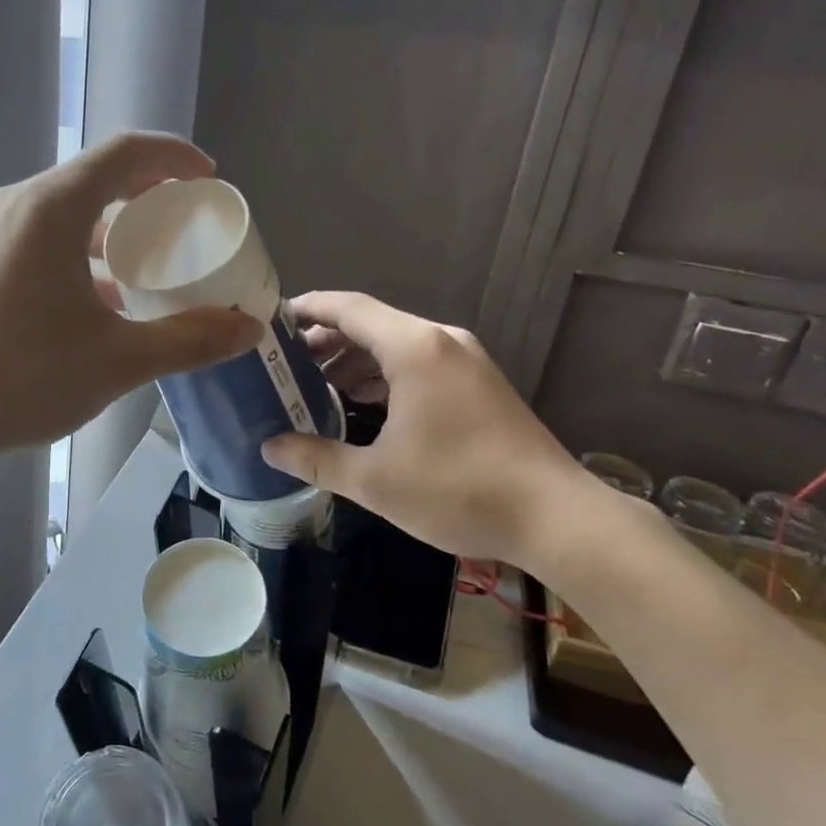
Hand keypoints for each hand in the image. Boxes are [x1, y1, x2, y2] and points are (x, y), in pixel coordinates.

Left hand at [0, 134, 261, 459]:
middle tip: (191, 225)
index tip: (211, 181)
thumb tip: (248, 329)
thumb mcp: (119, 360)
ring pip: (71, 211)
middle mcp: (20, 205)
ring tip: (157, 264)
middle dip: (151, 194)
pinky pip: (48, 238)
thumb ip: (190, 340)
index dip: (175, 156)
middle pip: (98, 177)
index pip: (125, 152)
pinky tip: (110, 300)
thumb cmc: (25, 377)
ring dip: (119, 229)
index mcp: (52, 208)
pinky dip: (87, 254)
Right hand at [261, 292, 593, 567]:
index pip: (347, 308)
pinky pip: (419, 363)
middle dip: (324, 340)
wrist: (556, 517)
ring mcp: (466, 361)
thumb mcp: (375, 480)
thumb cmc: (458, 489)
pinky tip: (360, 402)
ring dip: (354, 359)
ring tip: (313, 384)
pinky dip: (384, 374)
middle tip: (283, 364)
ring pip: (395, 344)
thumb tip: (269, 449)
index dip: (306, 309)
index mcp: (414, 348)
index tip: (271, 321)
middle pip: (370, 324)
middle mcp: (441, 341)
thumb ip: (316, 458)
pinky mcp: (479, 385)